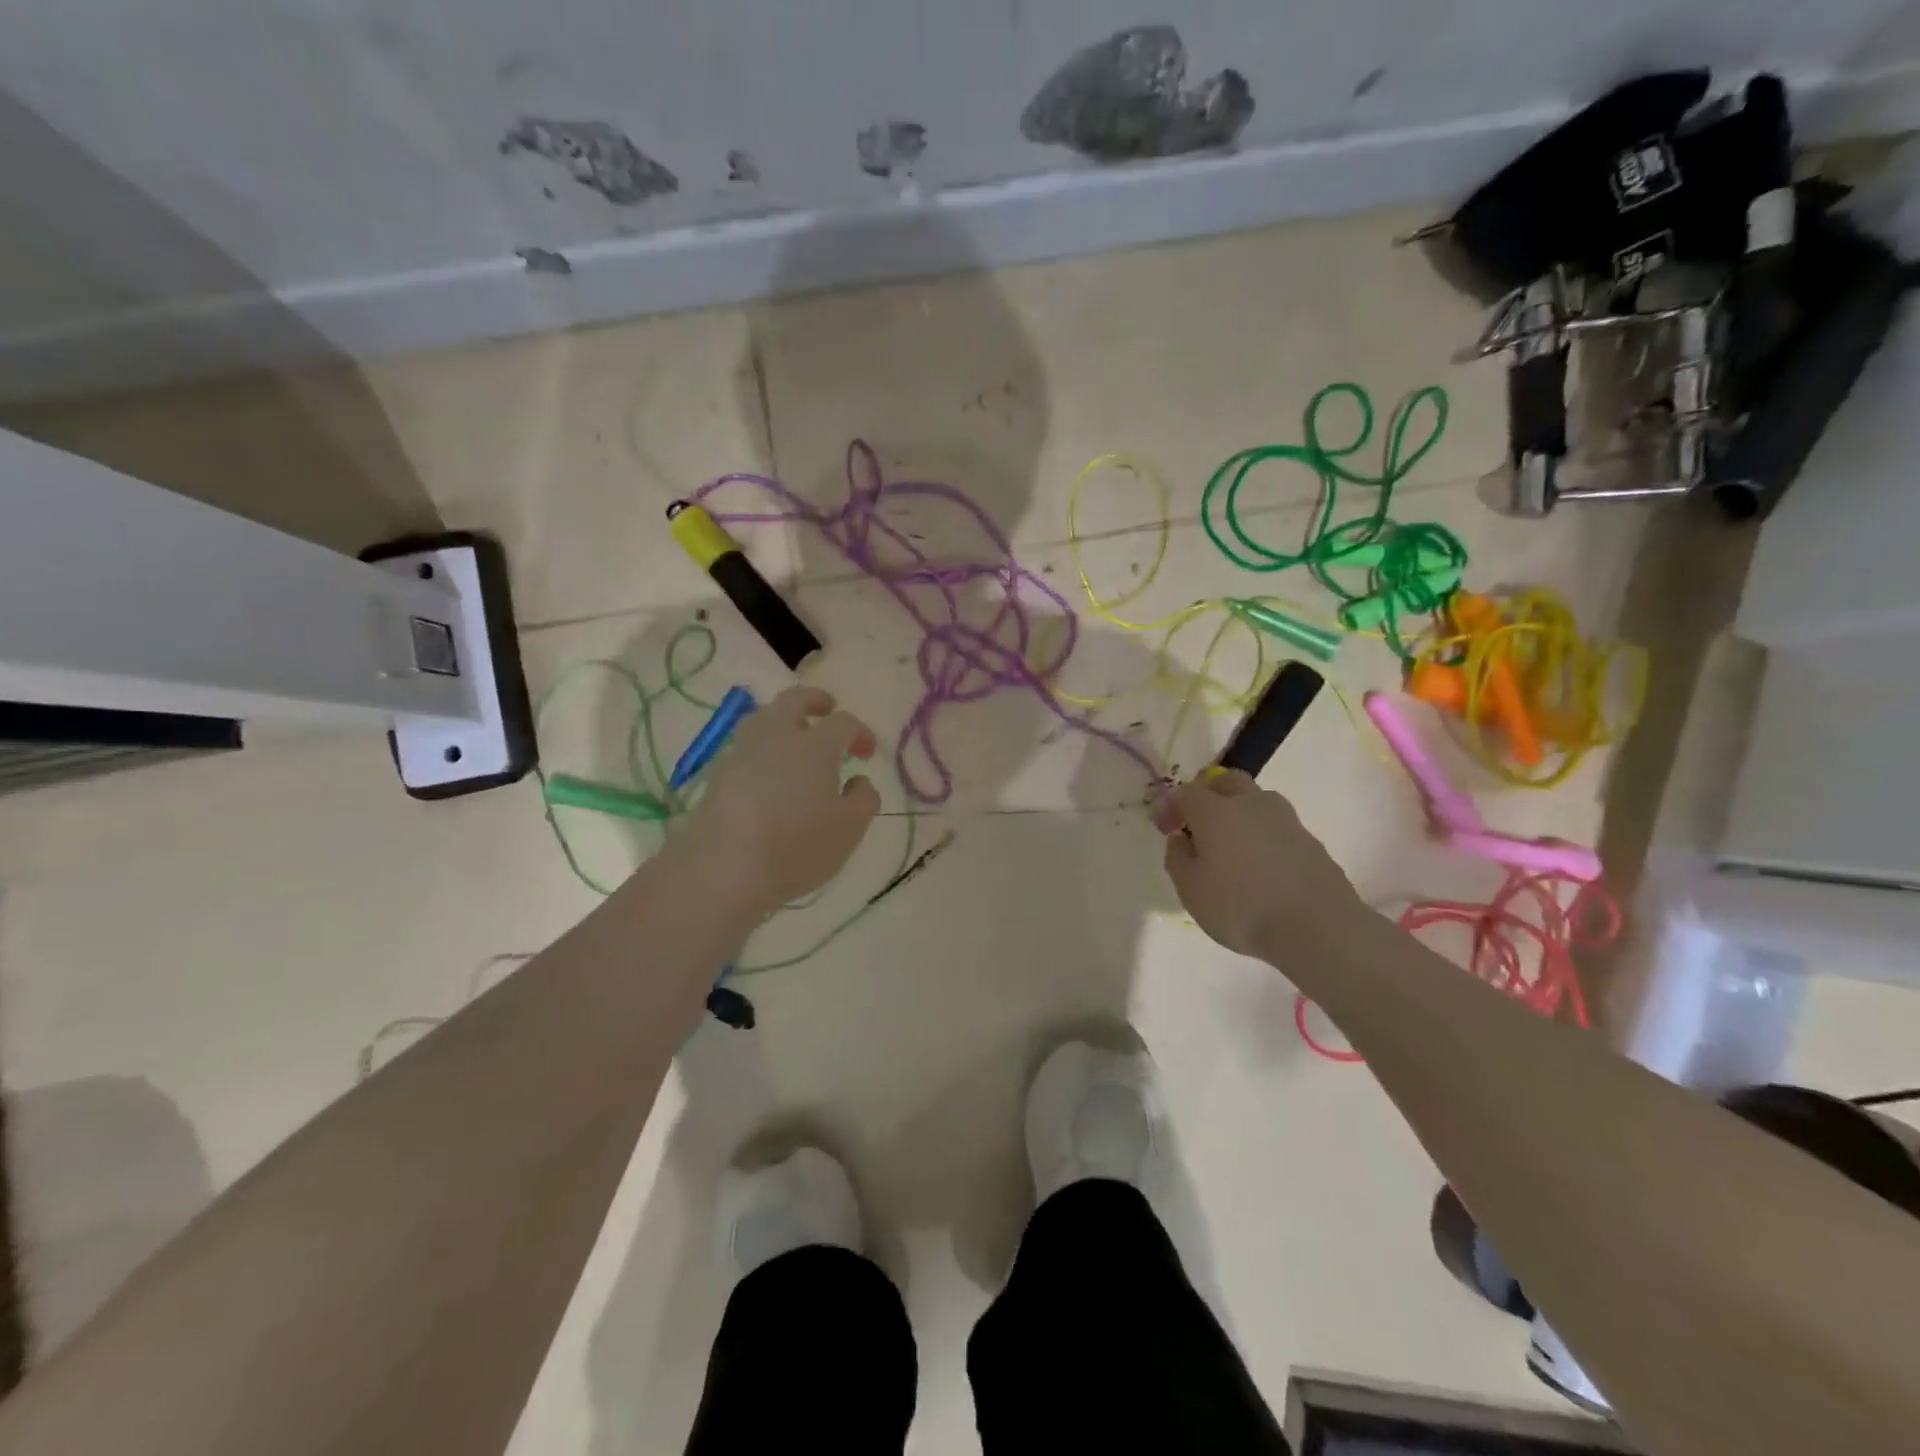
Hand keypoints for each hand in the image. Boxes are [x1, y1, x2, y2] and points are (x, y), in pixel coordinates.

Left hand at [681, 686, 880, 921]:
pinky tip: (767, 772)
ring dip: (782, 720)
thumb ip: (863, 799)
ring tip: (794, 739)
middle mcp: (776, 737)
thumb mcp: (849, 829)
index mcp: (814, 745)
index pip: (843, 723)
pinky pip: (745, 747)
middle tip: (827, 709)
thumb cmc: (797, 847)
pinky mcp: (717, 775)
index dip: (859, 732)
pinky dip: (762, 748)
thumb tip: (858, 781)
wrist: (723, 869)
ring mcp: (741, 753)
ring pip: (763, 719)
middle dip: (814, 700)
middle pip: (794, 700)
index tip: (867, 753)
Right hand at [1154, 771, 1361, 960]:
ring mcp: (1286, 820)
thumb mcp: (1190, 890)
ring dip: (1239, 814)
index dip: (1171, 806)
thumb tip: (1182, 839)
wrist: (1318, 927)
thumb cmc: (1241, 907)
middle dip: (1209, 794)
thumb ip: (1178, 858)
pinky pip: (1276, 827)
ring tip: (1232, 848)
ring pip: (1256, 801)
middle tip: (1199, 824)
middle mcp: (1251, 804)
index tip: (1165, 828)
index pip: (1186, 792)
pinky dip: (1262, 836)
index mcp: (1215, 811)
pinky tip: (1261, 868)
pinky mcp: (1310, 840)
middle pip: (1227, 781)